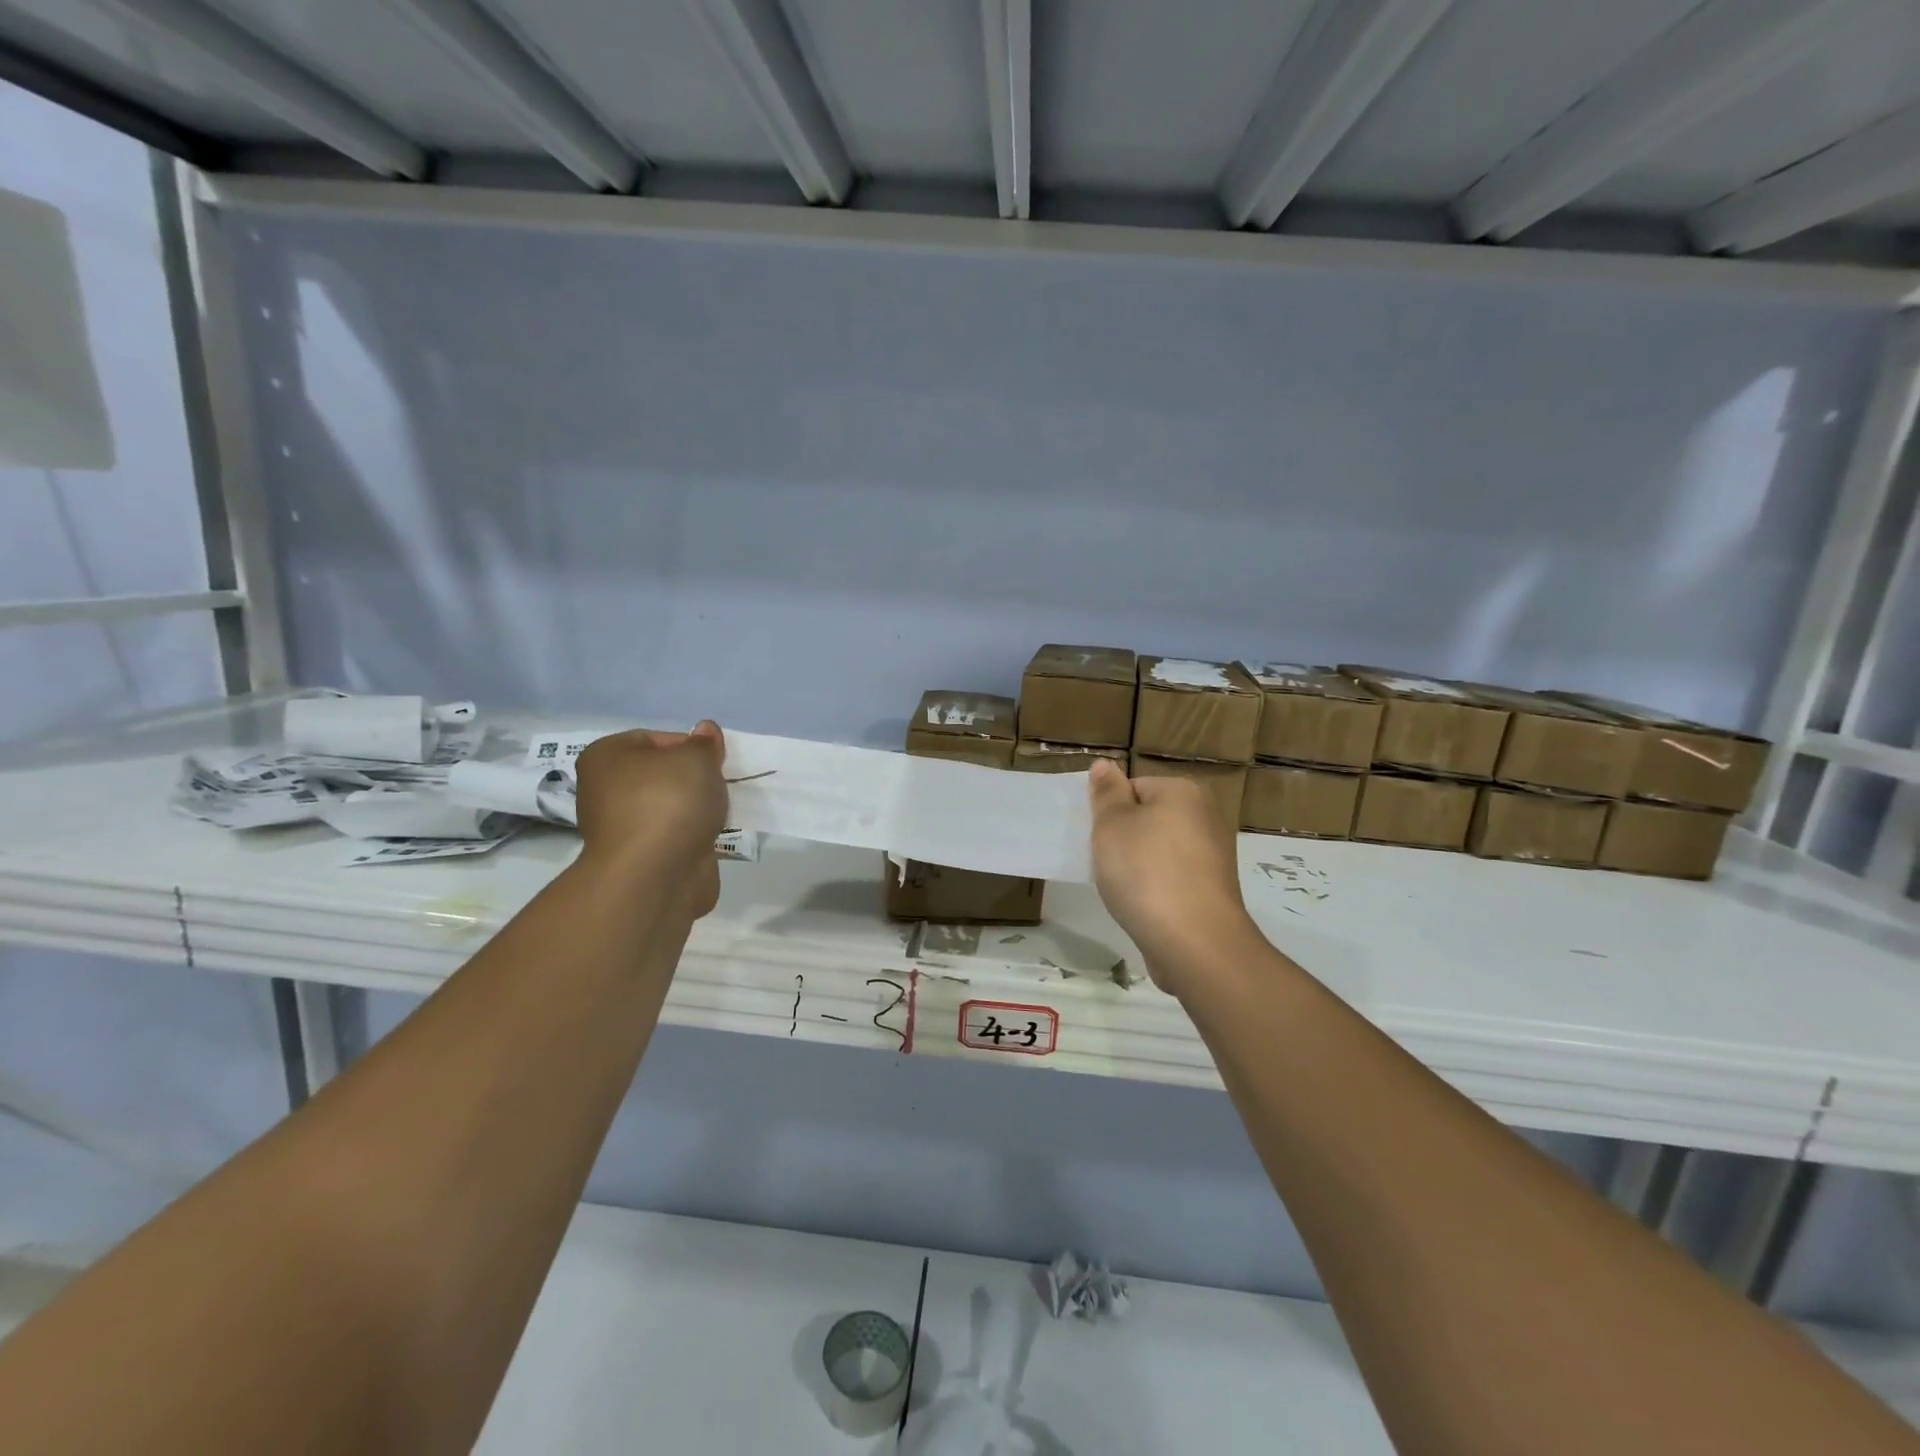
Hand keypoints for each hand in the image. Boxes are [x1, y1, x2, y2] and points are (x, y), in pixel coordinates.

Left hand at [574, 723, 728, 919]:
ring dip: (696, 810)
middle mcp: (605, 790)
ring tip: (721, 813)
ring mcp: (622, 828)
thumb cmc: (669, 803)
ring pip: (671, 807)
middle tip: (721, 786)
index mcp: (606, 757)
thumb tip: (705, 731)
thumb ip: (704, 744)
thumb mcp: (697, 758)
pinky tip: (713, 837)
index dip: (692, 747)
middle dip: (696, 780)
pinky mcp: (641, 858)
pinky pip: (675, 836)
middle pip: (664, 774)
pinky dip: (693, 836)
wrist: (655, 876)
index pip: (657, 739)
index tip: (715, 762)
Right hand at [1087, 758, 1255, 995]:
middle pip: (1149, 818)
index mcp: (1184, 792)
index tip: (1099, 838)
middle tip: (1107, 863)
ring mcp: (1214, 857)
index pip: (1134, 787)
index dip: (1110, 812)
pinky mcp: (1213, 892)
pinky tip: (1144, 907)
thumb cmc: (1145, 872)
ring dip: (1139, 867)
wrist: (1194, 942)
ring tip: (1124, 890)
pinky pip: (1173, 879)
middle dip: (1125, 839)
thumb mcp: (1112, 825)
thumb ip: (1107, 792)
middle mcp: (1206, 817)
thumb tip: (1105, 764)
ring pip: (1160, 851)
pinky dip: (1156, 889)